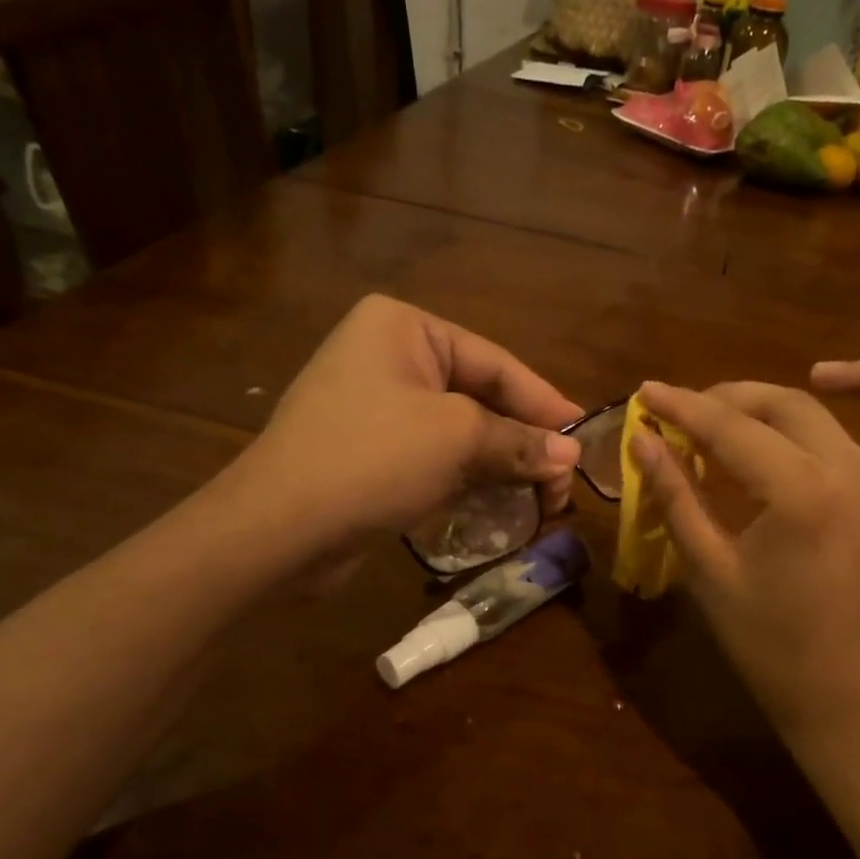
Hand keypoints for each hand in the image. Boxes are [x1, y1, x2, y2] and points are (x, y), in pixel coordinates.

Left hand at [211, 295, 582, 582]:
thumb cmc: (372, 458)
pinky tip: (502, 507)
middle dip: (523, 443)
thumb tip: (570, 457)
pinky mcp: (370, 454)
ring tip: (543, 501)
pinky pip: (435, 459)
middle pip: (480, 399)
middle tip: (563, 482)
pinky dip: (469, 481)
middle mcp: (388, 358)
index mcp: (404, 328)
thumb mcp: (457, 439)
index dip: (544, 402)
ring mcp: (376, 408)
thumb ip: (518, 442)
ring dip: (501, 468)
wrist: (277, 530)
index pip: (495, 363)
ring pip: (460, 434)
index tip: (582, 436)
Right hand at [634, 362, 859, 769]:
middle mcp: (859, 476)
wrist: (849, 703)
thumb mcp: (710, 572)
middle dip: (735, 397)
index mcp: (802, 492)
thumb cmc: (772, 648)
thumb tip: (643, 442)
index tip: (647, 392)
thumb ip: (677, 498)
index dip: (683, 407)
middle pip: (794, 406)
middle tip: (690, 409)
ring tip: (821, 374)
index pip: (731, 429)